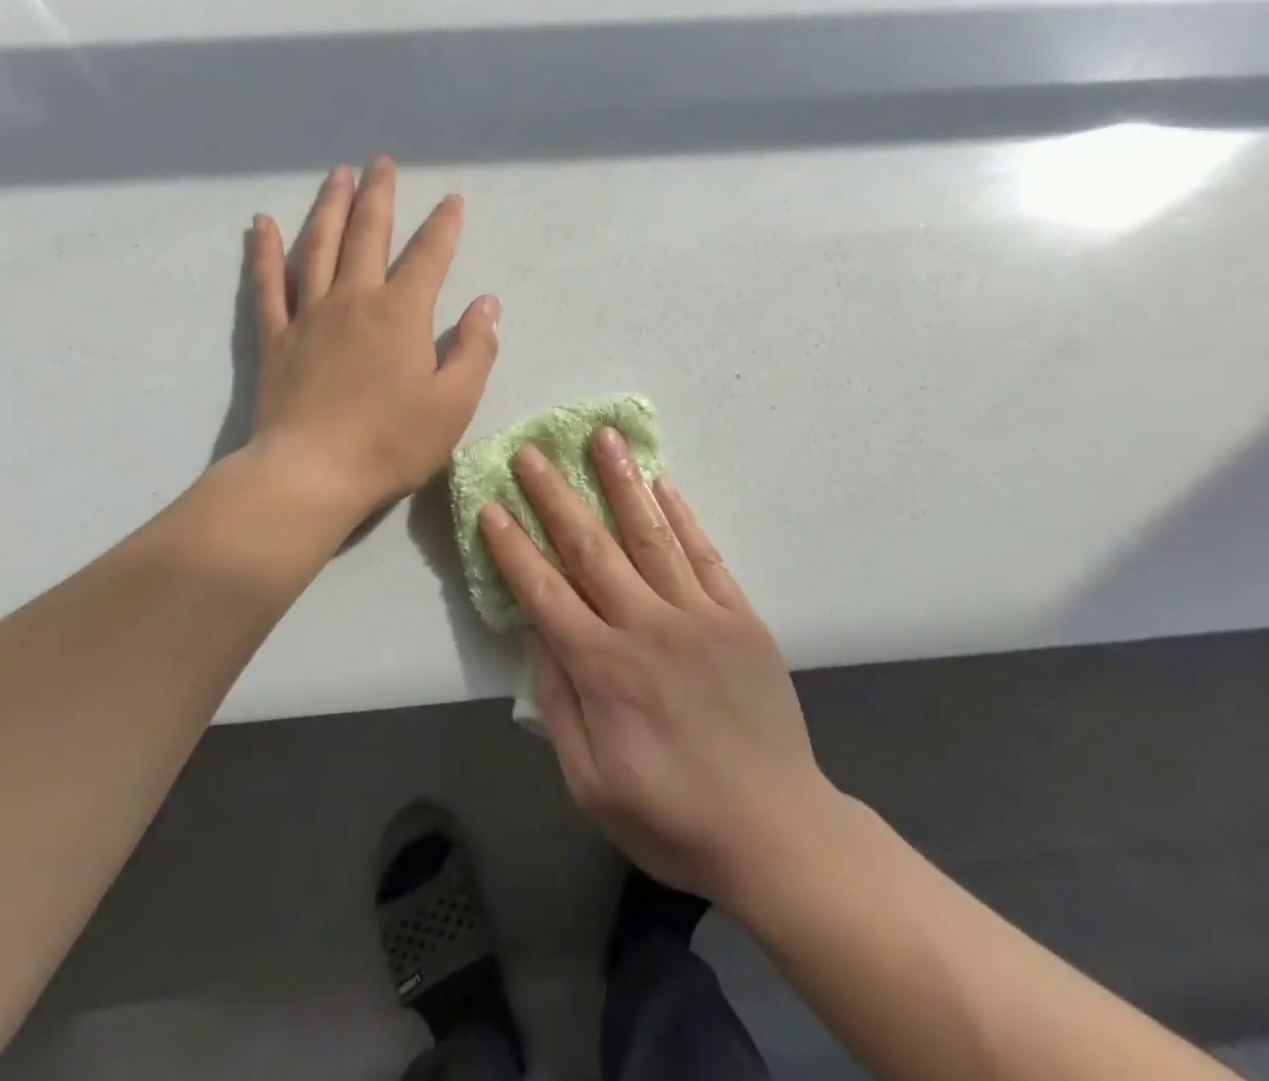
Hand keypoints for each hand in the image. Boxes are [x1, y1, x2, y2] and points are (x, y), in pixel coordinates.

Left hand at [246, 157, 499, 523]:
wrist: (312, 475)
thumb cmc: (391, 442)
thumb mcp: (454, 403)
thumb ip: (475, 349)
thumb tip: (486, 304)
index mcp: (401, 313)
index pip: (428, 256)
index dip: (444, 226)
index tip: (452, 200)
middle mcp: (354, 299)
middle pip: (368, 234)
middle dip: (379, 195)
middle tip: (381, 162)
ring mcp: (308, 315)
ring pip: (318, 246)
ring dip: (329, 207)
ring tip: (337, 175)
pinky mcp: (275, 337)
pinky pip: (267, 284)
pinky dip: (264, 251)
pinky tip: (262, 223)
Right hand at [480, 429, 845, 911]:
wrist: (776, 830)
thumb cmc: (672, 815)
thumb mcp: (591, 782)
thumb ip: (558, 703)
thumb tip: (536, 634)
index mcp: (604, 669)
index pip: (545, 593)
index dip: (514, 547)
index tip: (492, 506)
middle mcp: (647, 626)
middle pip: (591, 548)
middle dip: (556, 496)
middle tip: (533, 452)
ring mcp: (699, 615)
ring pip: (650, 535)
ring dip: (622, 483)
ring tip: (603, 438)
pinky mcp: (740, 616)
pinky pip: (705, 555)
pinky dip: (682, 516)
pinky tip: (663, 483)